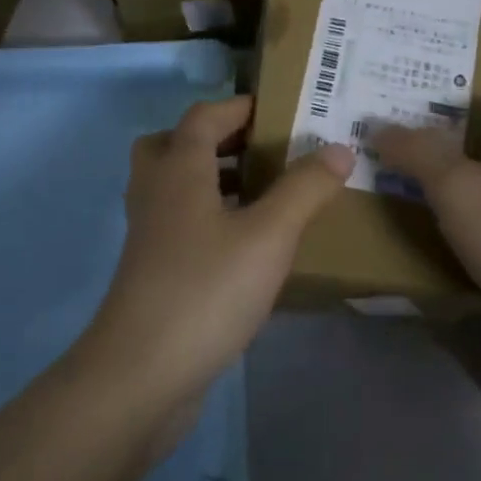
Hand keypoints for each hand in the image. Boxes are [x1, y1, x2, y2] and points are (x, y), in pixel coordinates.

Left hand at [82, 96, 352, 403]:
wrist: (142, 374)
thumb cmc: (206, 289)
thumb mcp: (269, 235)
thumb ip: (305, 189)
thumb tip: (339, 148)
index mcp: (179, 171)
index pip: (203, 118)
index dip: (238, 107)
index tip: (277, 109)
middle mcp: (156, 194)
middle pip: (172, 147)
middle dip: (213, 141)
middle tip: (257, 150)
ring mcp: (149, 236)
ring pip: (174, 188)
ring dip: (211, 180)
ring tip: (260, 193)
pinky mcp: (152, 273)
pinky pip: (179, 225)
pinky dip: (208, 219)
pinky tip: (246, 245)